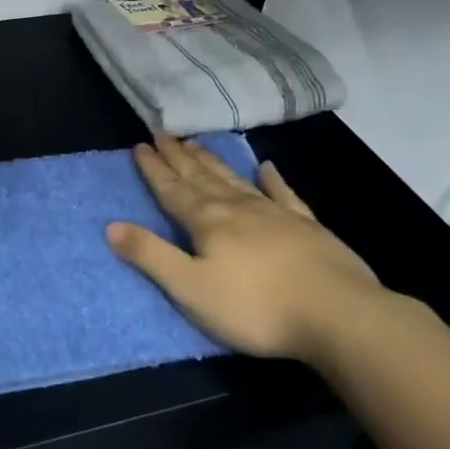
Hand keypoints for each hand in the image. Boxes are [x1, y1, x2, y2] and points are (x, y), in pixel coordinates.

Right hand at [107, 134, 382, 364]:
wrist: (338, 315)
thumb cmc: (255, 307)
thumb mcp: (190, 288)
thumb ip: (151, 256)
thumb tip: (111, 226)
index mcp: (208, 222)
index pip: (173, 190)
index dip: (154, 169)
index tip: (140, 146)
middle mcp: (238, 208)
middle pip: (202, 177)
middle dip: (180, 156)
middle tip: (164, 133)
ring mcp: (276, 214)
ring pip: (236, 180)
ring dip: (213, 162)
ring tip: (197, 143)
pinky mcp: (308, 227)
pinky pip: (285, 195)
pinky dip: (273, 179)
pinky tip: (267, 167)